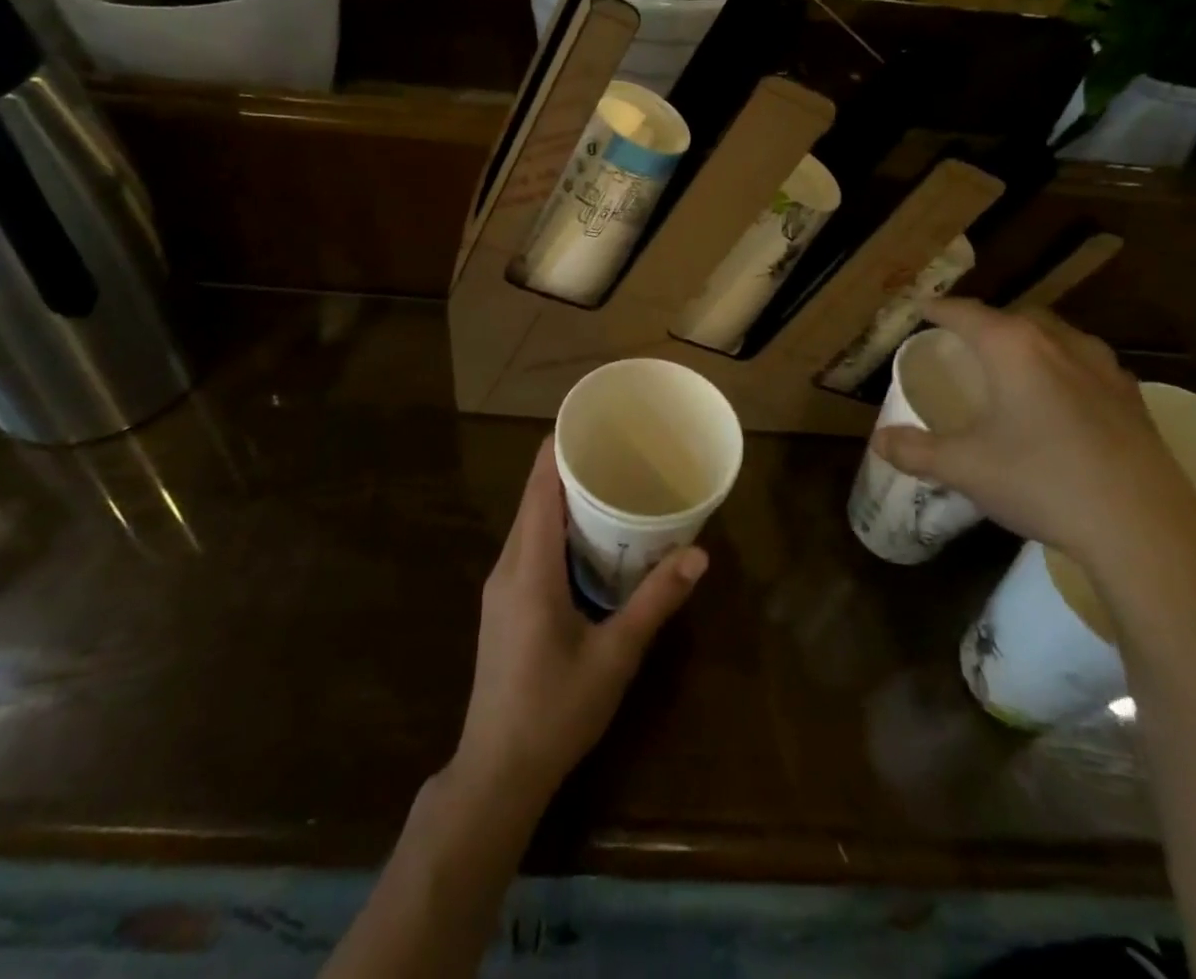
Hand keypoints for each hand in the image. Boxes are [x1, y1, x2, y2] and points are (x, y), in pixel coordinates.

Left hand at [453, 437, 706, 806]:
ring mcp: (500, 586)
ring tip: (608, 485)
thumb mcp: (615, 656)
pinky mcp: (503, 605)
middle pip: (533, 498)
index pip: (538, 487)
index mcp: (529, 567)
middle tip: (616, 451)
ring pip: (529, 523)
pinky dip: (554, 528)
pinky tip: (587, 540)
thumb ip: (655, 602)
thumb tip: (698, 555)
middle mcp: (508, 566)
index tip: (591, 423)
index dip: (558, 448)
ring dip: (562, 499)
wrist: (497, 771)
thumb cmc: (556, 710)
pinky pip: (528, 547)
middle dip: (568, 468)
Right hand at [870, 300, 1195, 574]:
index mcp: (1014, 348)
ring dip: (1028, 342)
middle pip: (1015, 317)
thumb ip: (916, 450)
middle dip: (985, 323)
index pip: (965, 312)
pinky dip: (1062, 368)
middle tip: (963, 343)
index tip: (919, 309)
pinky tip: (1059, 401)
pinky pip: (1086, 364)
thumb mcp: (965, 468)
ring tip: (1011, 367)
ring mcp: (1104, 368)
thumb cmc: (1042, 482)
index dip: (937, 309)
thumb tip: (878, 440)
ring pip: (1057, 336)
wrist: (1145, 528)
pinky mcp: (1133, 398)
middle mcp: (1060, 344)